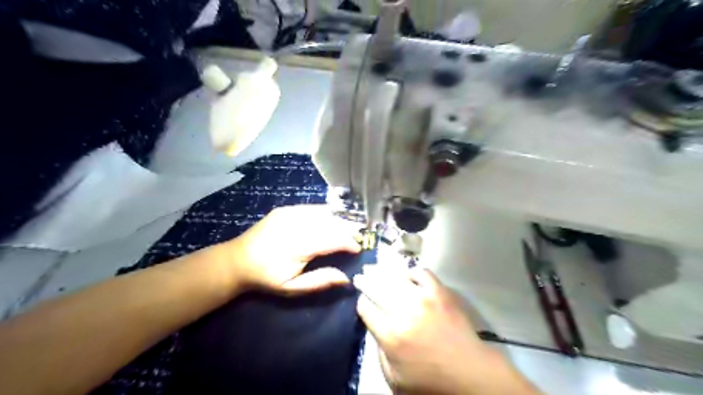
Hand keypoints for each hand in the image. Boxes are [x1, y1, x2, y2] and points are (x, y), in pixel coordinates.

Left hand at [224, 205, 362, 294]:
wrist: (237, 260)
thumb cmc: (266, 278)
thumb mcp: (292, 288)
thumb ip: (319, 281)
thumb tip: (346, 278)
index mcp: (298, 246)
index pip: (332, 239)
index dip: (348, 243)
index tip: (359, 248)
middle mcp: (296, 225)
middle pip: (330, 223)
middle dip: (348, 228)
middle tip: (361, 234)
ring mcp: (290, 213)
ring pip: (323, 212)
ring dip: (339, 218)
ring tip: (352, 224)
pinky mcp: (286, 209)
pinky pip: (312, 208)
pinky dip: (326, 212)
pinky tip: (334, 216)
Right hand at [355, 267, 539, 392]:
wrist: (469, 373)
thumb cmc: (430, 380)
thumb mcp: (394, 378)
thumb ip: (379, 351)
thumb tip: (375, 326)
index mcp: (391, 335)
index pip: (366, 308)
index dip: (361, 303)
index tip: (363, 301)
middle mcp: (404, 312)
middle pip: (377, 288)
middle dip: (366, 281)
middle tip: (361, 276)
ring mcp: (423, 299)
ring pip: (396, 278)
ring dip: (383, 273)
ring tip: (377, 270)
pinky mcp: (440, 292)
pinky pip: (422, 273)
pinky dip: (412, 272)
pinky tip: (407, 276)